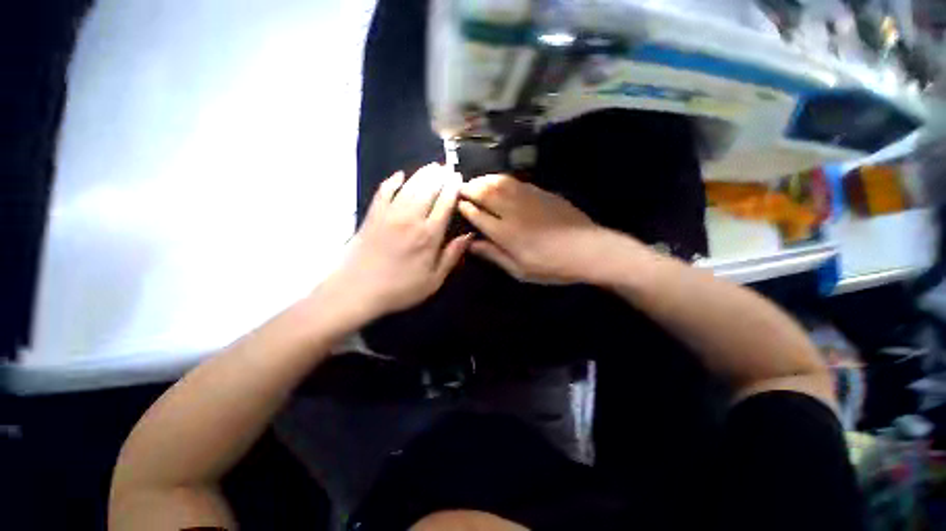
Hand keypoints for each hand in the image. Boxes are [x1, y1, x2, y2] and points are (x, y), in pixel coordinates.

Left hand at [325, 163, 470, 321]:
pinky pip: (384, 191)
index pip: (445, 204)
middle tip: (447, 168)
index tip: (458, 178)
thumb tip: (469, 235)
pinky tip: (399, 175)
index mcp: (429, 235)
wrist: (356, 290)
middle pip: (428, 189)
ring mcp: (389, 214)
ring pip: (409, 186)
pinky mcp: (372, 214)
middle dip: (439, 176)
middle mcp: (411, 218)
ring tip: (431, 167)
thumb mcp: (433, 280)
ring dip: (422, 174)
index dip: (453, 188)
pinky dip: (392, 181)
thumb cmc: (399, 289)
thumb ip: (451, 256)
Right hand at [458, 174, 612, 283]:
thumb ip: (494, 255)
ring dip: (483, 180)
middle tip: (461, 189)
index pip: (477, 214)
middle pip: (484, 193)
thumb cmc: (551, 266)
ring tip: (476, 182)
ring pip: (499, 182)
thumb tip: (471, 245)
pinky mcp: (541, 192)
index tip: (457, 204)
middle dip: (469, 188)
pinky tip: (499, 183)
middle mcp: (512, 211)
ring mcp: (527, 198)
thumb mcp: (519, 270)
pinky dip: (501, 180)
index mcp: (505, 233)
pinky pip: (515, 182)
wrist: (587, 249)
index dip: (464, 207)